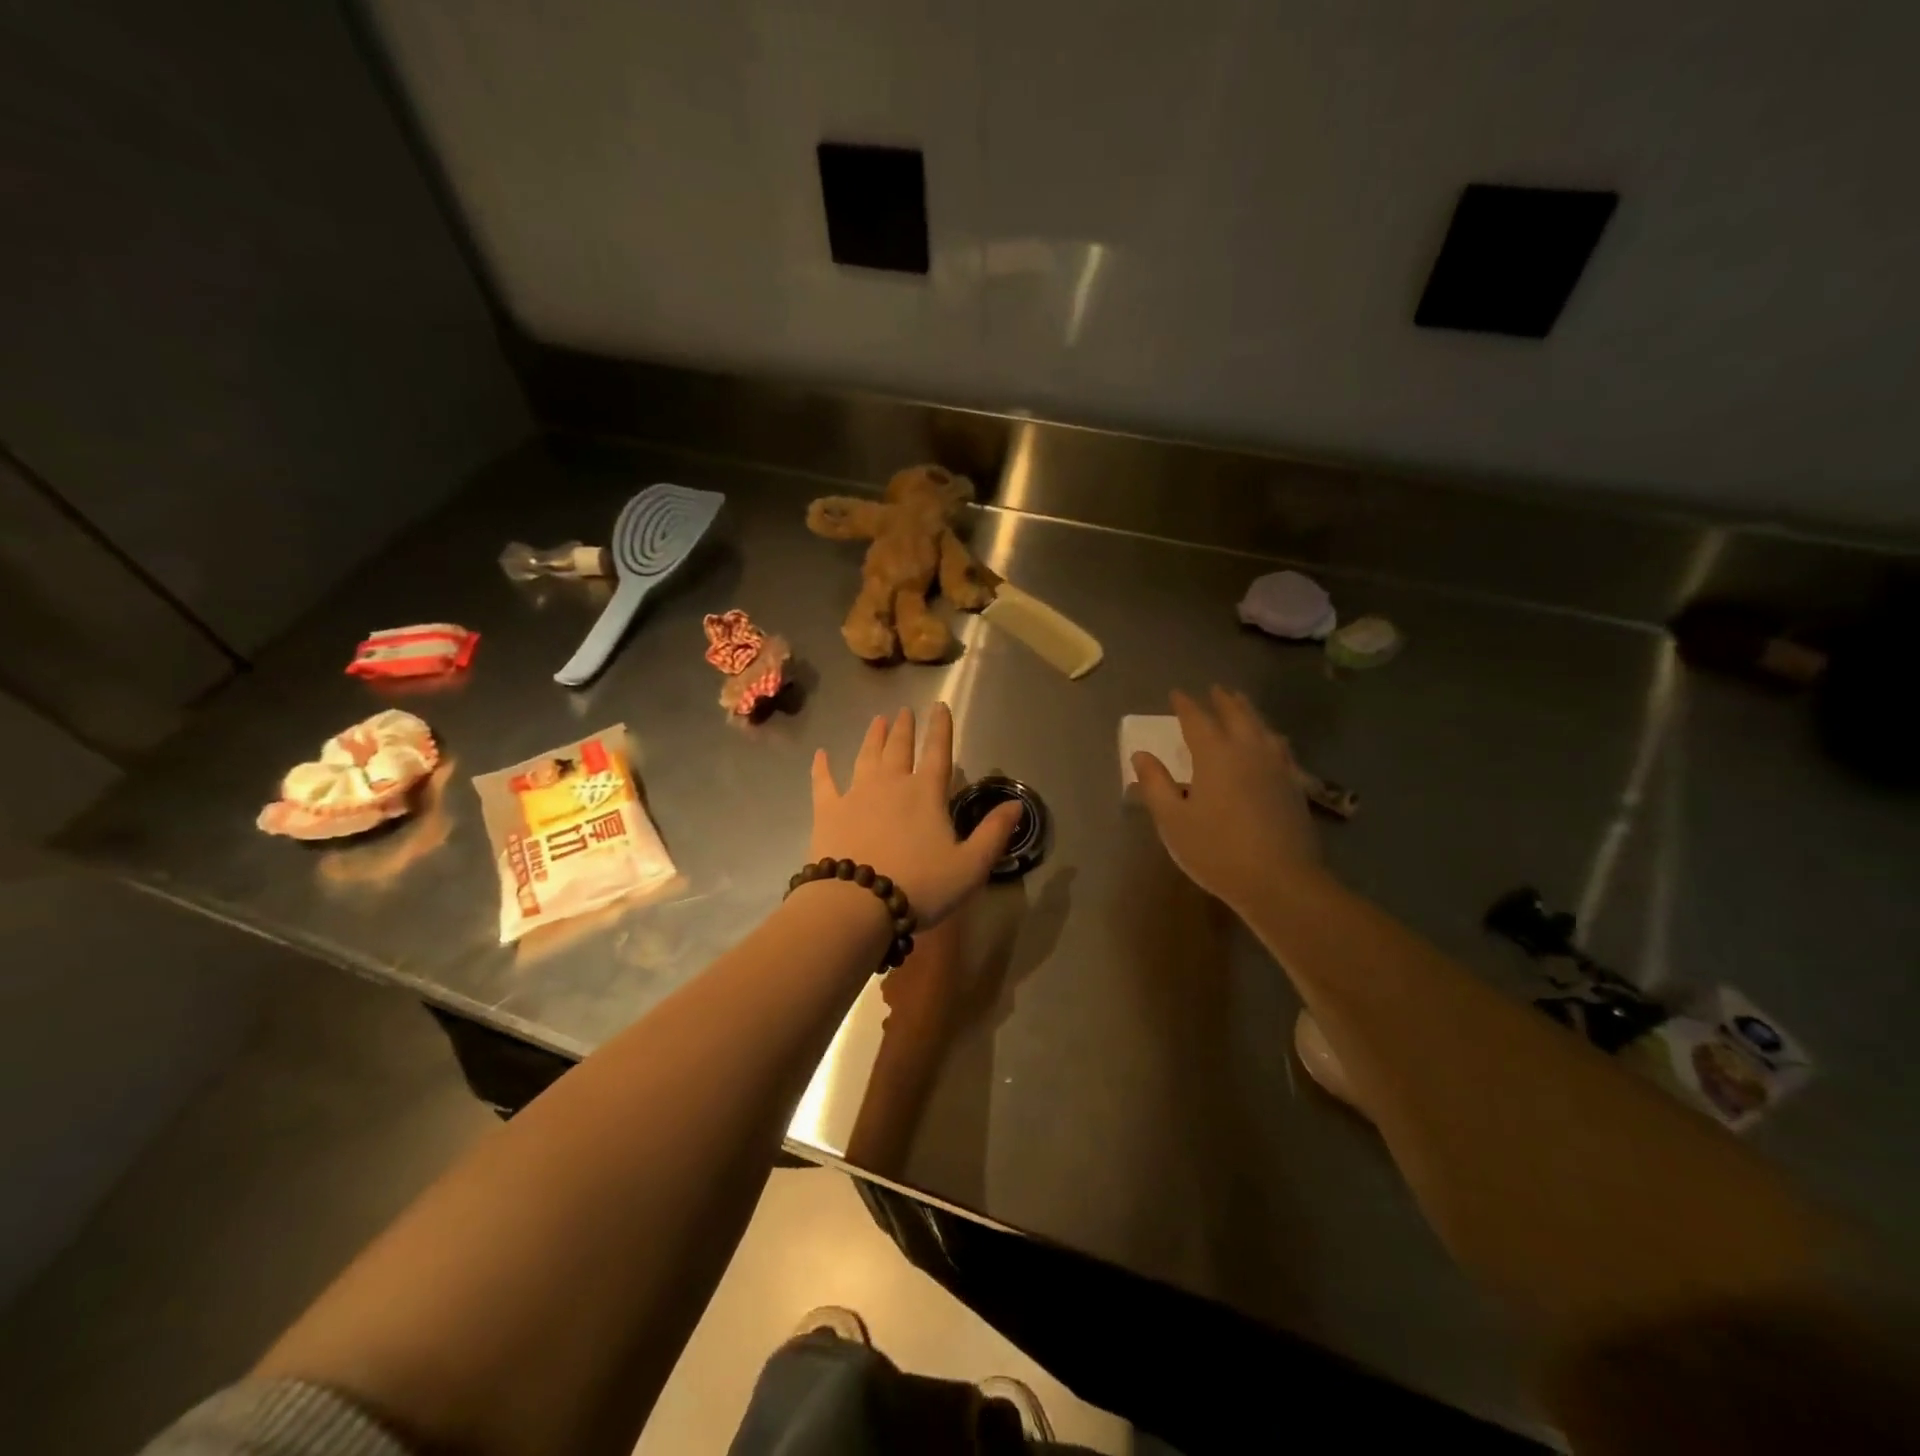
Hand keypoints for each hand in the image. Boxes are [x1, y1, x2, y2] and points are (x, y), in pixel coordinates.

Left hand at [810, 704, 1021, 927]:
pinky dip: (822, 767)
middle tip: (905, 711)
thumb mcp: (970, 866)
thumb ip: (994, 834)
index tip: (940, 706)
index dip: (941, 728)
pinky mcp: (828, 811)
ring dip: (873, 737)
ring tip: (877, 720)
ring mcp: (856, 794)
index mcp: (926, 793)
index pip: (938, 752)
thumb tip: (1017, 805)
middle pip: (899, 748)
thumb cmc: (919, 885)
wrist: (856, 903)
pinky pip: (824, 782)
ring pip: (866, 756)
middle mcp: (891, 783)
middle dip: (905, 728)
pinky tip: (821, 754)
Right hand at [1130, 687, 1317, 910]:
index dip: (1185, 705)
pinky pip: (1280, 747)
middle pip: (1237, 715)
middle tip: (1215, 690)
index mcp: (1215, 754)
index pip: (1197, 719)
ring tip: (1242, 705)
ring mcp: (1277, 766)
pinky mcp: (1294, 785)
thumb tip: (1141, 754)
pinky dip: (1269, 736)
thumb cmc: (1217, 850)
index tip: (1177, 693)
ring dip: (1249, 712)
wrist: (1280, 881)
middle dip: (1223, 700)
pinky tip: (1271, 744)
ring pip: (1263, 727)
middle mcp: (1248, 750)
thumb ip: (1155, 784)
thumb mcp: (1173, 820)